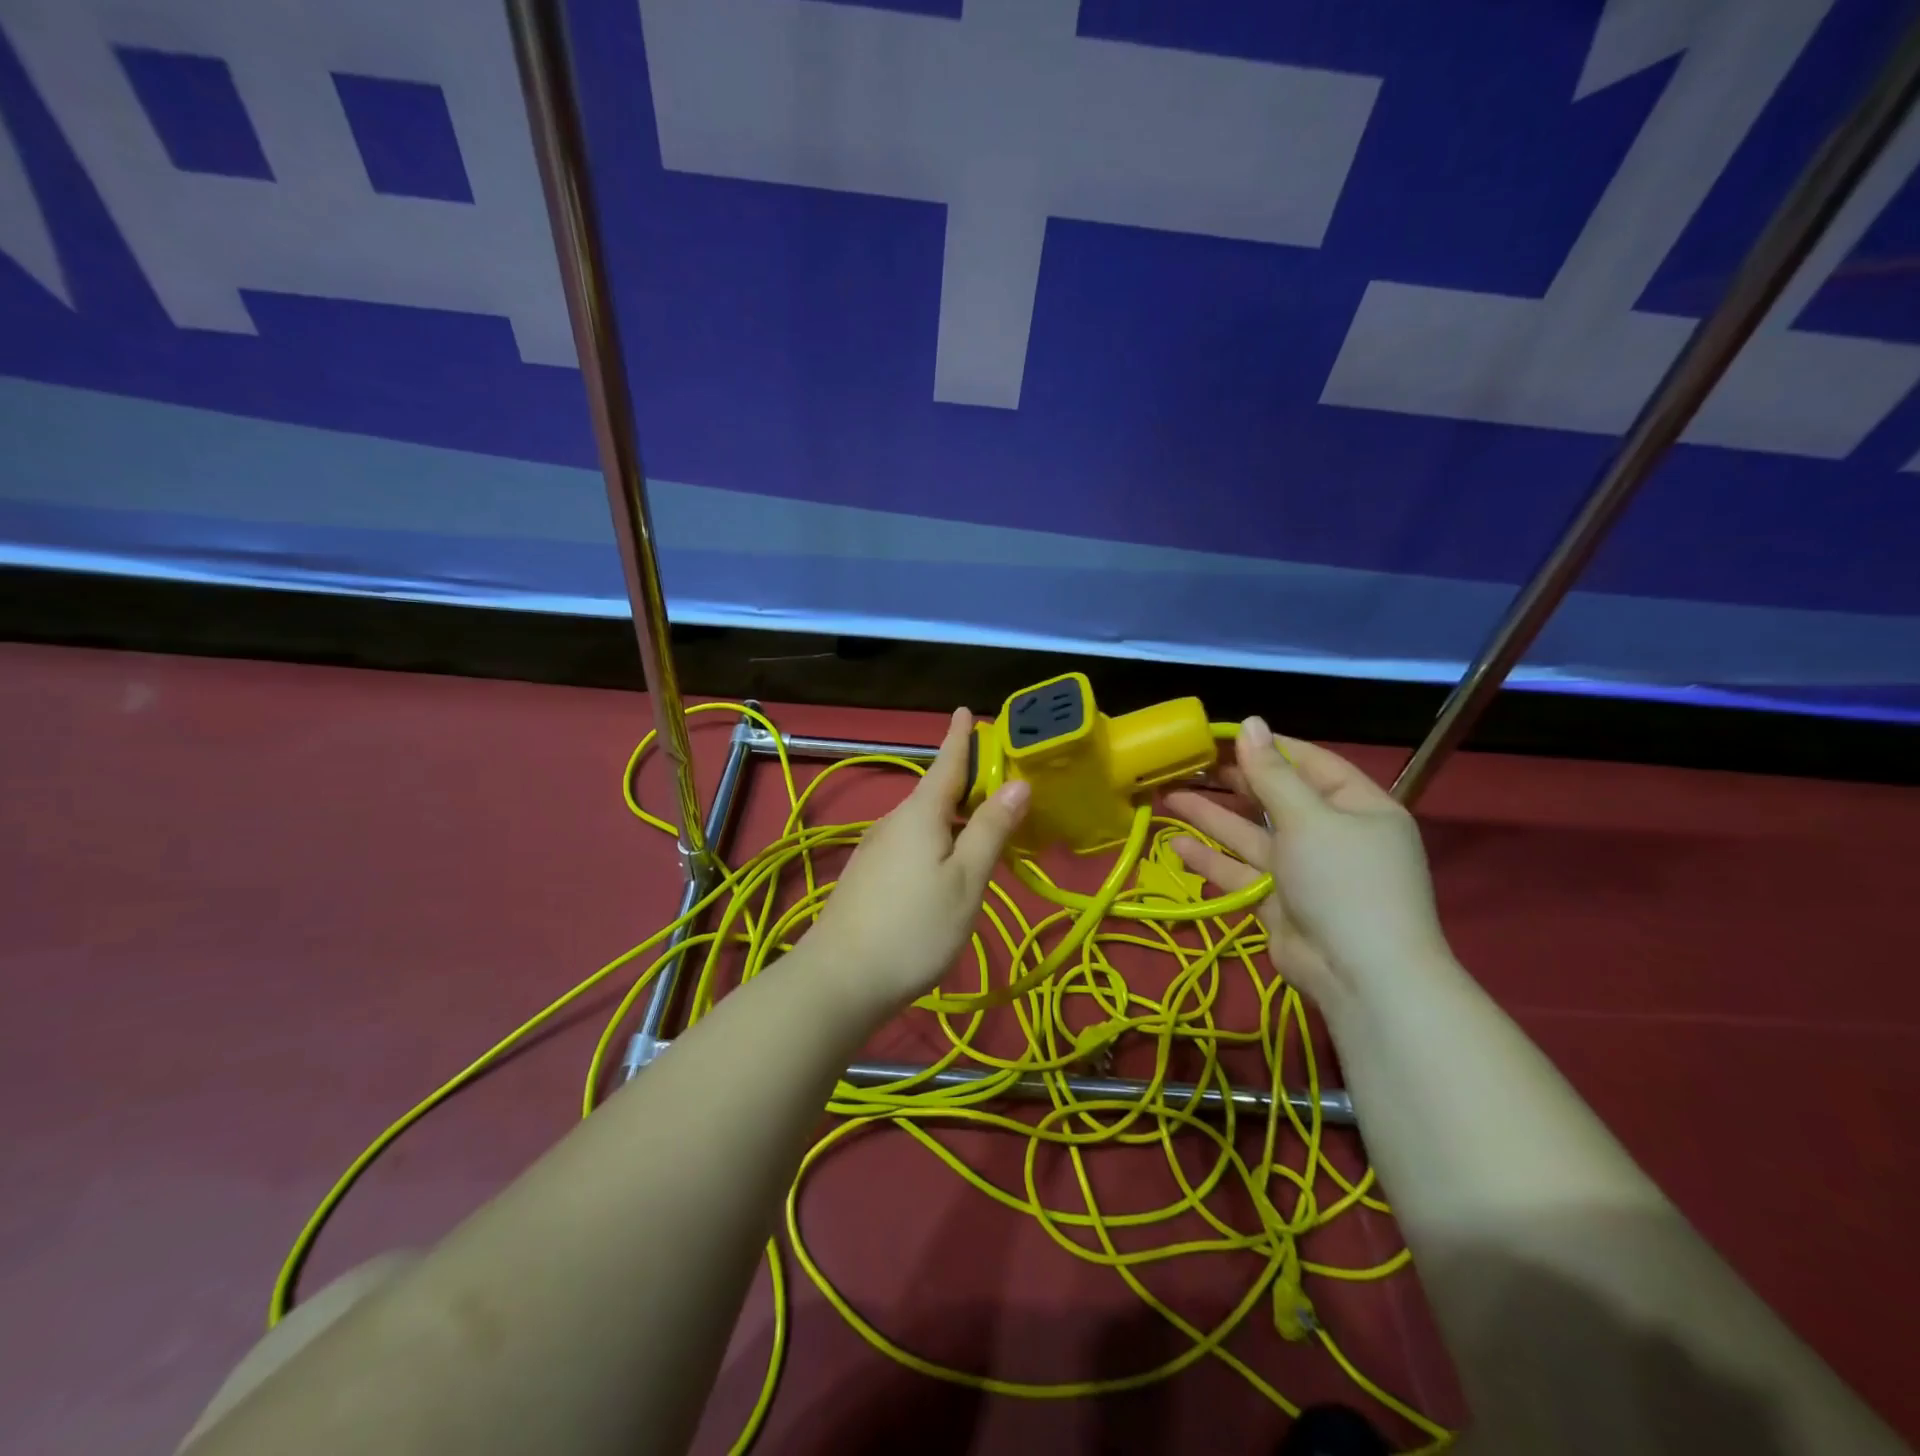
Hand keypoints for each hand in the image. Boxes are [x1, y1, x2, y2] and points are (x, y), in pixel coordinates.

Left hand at [805, 707, 1030, 1020]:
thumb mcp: (966, 880)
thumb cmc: (914, 926)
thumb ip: (991, 830)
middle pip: (935, 791)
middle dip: (965, 780)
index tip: (966, 709)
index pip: (946, 763)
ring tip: (982, 822)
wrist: (840, 979)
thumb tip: (1018, 783)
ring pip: (922, 820)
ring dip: (953, 814)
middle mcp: (894, 821)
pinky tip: (946, 863)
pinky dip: (936, 839)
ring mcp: (876, 850)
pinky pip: (911, 842)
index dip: (960, 737)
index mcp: (920, 813)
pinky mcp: (868, 876)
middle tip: (999, 778)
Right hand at [1163, 717, 1452, 1016]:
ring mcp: (1303, 872)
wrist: (1361, 977)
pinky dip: (1211, 860)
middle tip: (1185, 763)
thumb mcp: (1309, 819)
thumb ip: (1272, 774)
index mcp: (1357, 807)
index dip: (1266, 747)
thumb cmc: (1344, 881)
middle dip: (1231, 782)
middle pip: (1274, 799)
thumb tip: (1249, 722)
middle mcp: (1331, 835)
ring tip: (1167, 796)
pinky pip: (1241, 872)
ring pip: (1250, 835)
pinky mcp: (1278, 903)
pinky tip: (1175, 845)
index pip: (1309, 763)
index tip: (1222, 735)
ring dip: (1211, 817)